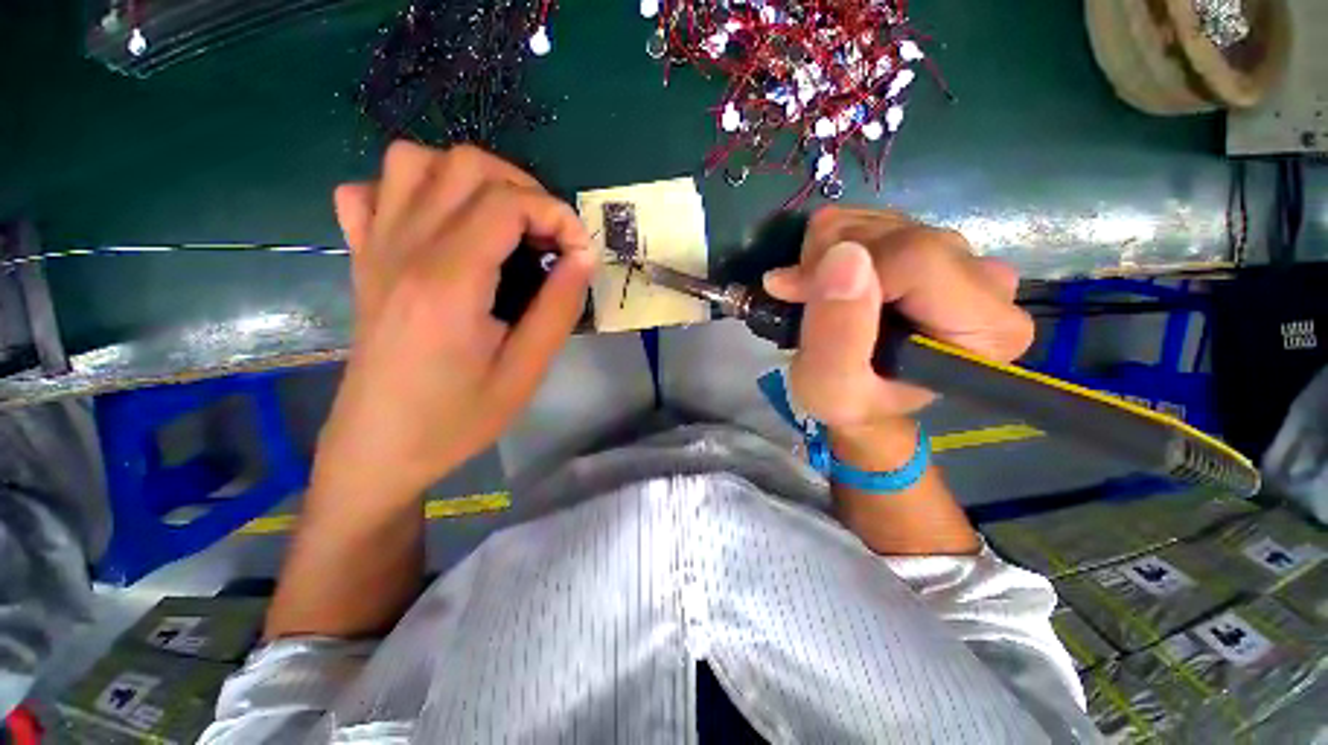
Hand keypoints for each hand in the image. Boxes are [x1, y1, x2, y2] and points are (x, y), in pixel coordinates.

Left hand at [316, 142, 592, 499]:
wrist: (379, 447)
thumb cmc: (457, 418)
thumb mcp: (526, 372)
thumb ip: (558, 308)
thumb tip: (583, 256)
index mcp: (449, 282)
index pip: (508, 203)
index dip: (558, 215)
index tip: (580, 251)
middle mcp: (406, 249)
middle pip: (465, 166)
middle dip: (524, 189)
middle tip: (548, 237)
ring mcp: (375, 249)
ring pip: (414, 161)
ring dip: (470, 179)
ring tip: (501, 222)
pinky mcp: (362, 259)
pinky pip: (373, 191)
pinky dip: (412, 190)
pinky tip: (440, 225)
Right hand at [763, 206, 1032, 437]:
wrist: (860, 397)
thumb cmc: (850, 402)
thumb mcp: (830, 387)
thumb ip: (836, 334)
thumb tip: (843, 256)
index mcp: (987, 327)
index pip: (915, 259)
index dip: (842, 269)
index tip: (796, 294)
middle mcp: (988, 282)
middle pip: (901, 235)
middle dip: (831, 260)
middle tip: (803, 298)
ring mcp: (962, 256)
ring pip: (882, 221)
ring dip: (828, 253)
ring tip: (816, 295)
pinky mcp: (931, 243)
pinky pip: (874, 218)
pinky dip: (834, 245)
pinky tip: (829, 279)